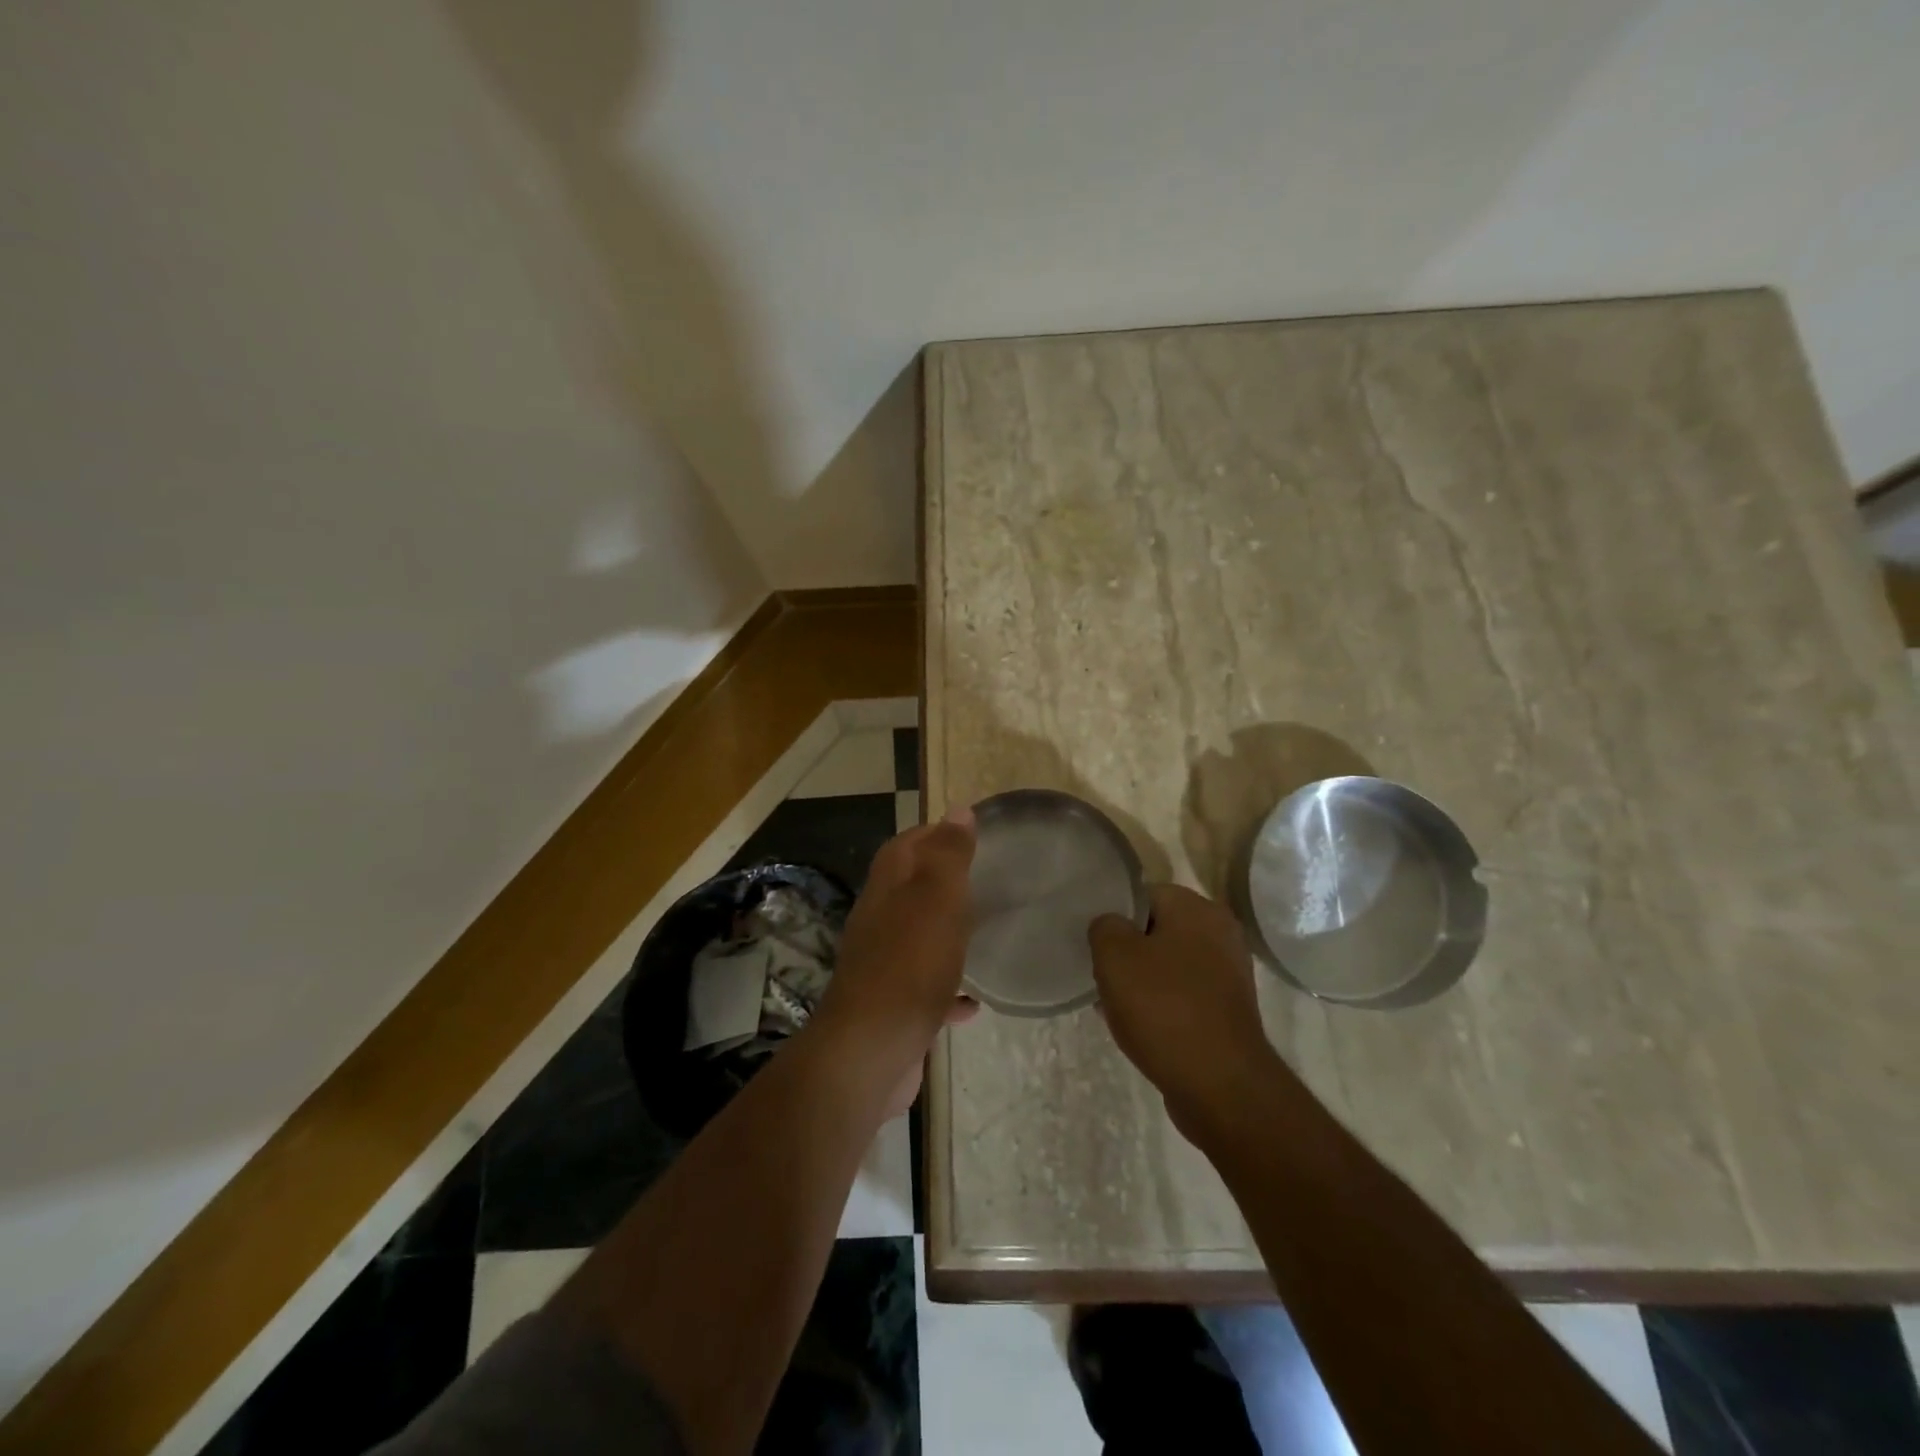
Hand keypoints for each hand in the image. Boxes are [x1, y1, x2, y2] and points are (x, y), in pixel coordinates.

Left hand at [814, 810, 979, 1117]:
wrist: (870, 1051)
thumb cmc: (909, 964)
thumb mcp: (936, 898)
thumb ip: (948, 855)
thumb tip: (958, 811)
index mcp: (887, 889)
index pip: (906, 845)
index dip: (934, 833)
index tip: (969, 830)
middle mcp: (880, 922)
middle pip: (909, 889)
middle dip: (942, 880)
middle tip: (984, 879)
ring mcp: (884, 966)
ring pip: (918, 937)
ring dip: (945, 932)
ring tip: (983, 931)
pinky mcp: (894, 1007)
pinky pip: (927, 990)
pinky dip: (949, 989)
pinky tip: (974, 1002)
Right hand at [1089, 884, 1277, 1134]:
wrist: (1220, 1086)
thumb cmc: (1164, 1008)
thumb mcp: (1114, 956)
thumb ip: (1104, 927)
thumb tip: (1111, 926)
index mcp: (1198, 909)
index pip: (1145, 894)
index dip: (1115, 916)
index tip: (1095, 943)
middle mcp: (1221, 934)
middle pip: (1157, 930)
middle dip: (1127, 952)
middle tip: (1103, 975)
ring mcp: (1229, 975)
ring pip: (1169, 965)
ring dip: (1142, 982)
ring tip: (1115, 1005)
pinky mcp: (1229, 1011)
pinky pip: (1183, 995)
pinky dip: (1162, 1006)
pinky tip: (1140, 1028)